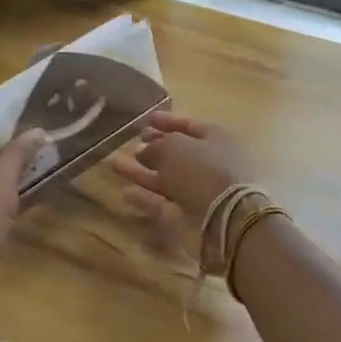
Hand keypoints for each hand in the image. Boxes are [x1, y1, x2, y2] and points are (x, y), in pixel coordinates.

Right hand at [108, 111, 252, 252]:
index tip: (147, 120)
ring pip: (166, 179)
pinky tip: (125, 192)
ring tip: (115, 164)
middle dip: (154, 149)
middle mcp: (209, 165)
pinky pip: (163, 203)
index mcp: (215, 139)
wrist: (225, 221)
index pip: (189, 126)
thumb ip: (155, 146)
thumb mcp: (174, 147)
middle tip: (133, 143)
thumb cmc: (202, 170)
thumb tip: (144, 151)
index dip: (167, 122)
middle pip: (178, 154)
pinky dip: (145, 198)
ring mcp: (199, 193)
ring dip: (142, 173)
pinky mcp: (188, 218)